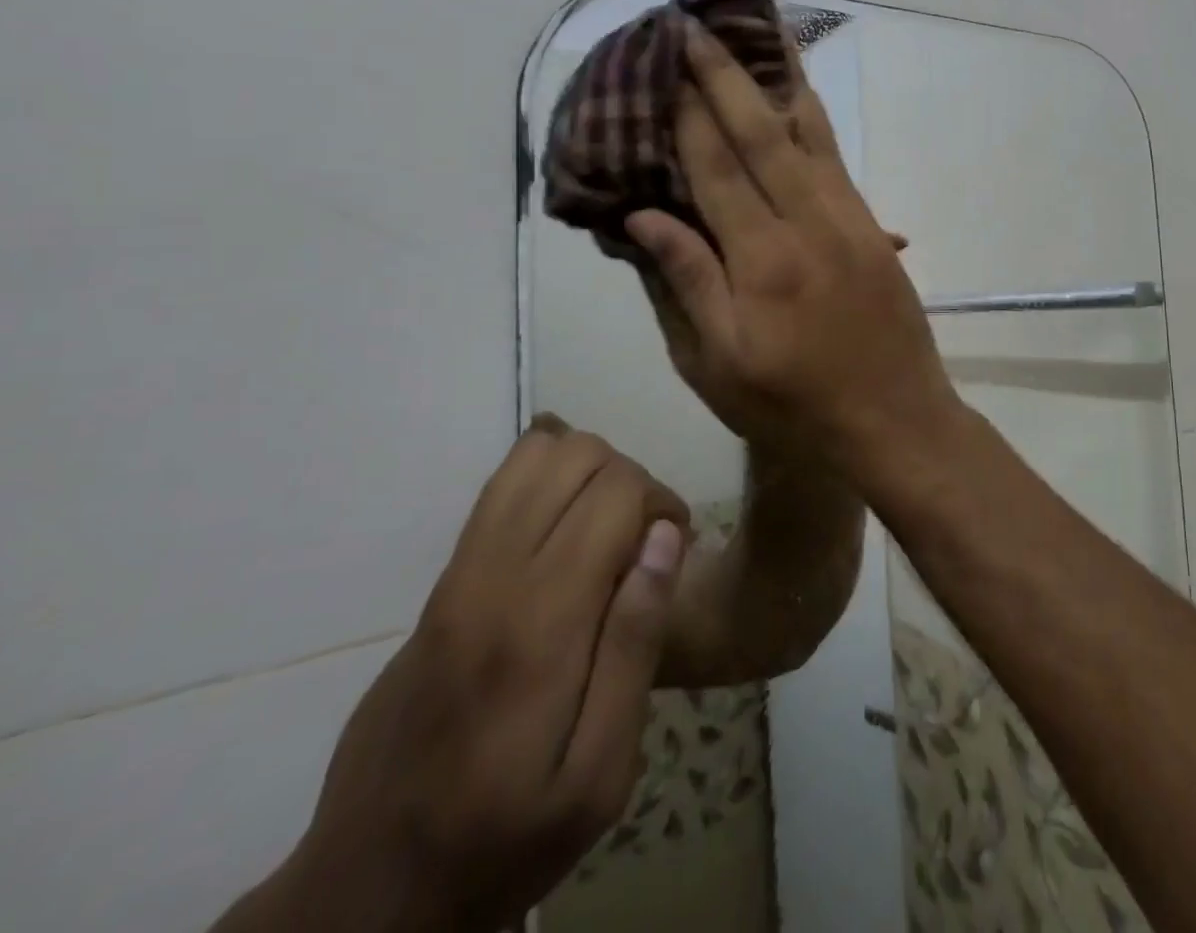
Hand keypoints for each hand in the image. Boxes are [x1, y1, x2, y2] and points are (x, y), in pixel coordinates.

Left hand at [219, 416, 691, 932]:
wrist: (368, 891)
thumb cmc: (505, 837)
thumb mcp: (601, 774)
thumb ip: (637, 646)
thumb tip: (665, 537)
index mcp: (540, 623)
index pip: (615, 491)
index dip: (663, 501)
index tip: (677, 547)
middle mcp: (492, 579)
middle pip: (577, 456)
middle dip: (630, 479)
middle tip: (646, 540)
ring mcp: (456, 576)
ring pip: (533, 457)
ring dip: (588, 472)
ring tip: (607, 528)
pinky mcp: (439, 585)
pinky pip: (500, 488)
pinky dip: (547, 480)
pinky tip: (568, 528)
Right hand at [626, 23, 962, 478]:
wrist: (897, 419)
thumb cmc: (797, 406)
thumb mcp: (720, 365)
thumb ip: (686, 283)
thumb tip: (644, 215)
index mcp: (763, 260)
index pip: (716, 168)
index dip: (687, 115)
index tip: (664, 66)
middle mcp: (810, 224)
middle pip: (762, 135)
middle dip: (725, 77)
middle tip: (697, 26)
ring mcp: (850, 222)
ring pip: (811, 136)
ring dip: (779, 82)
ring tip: (758, 35)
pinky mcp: (874, 230)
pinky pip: (838, 162)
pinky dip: (815, 123)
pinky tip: (800, 101)